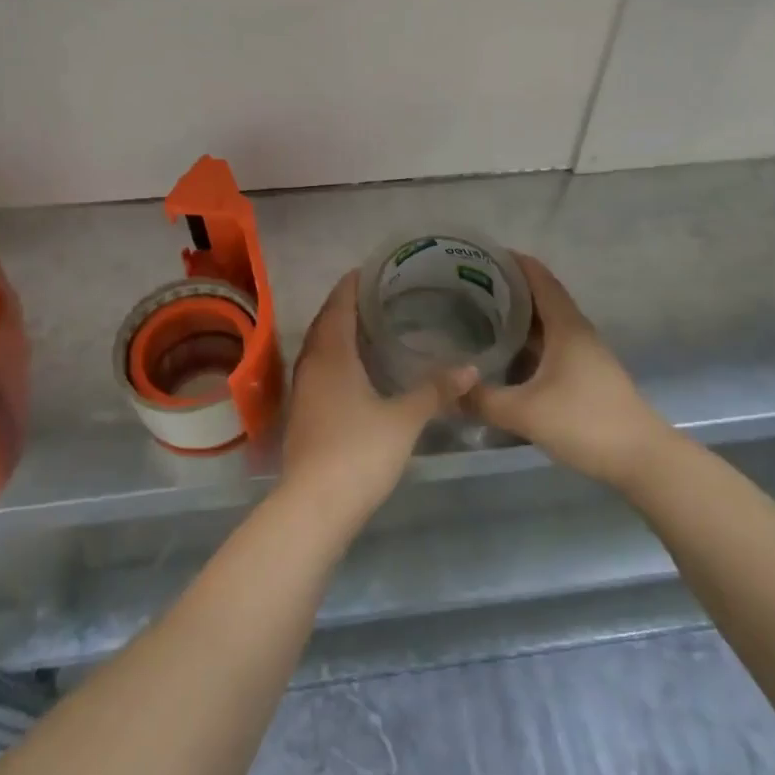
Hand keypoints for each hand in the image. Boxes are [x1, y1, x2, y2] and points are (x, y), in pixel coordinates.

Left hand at [279, 271, 476, 531]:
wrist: (315, 505)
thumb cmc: (359, 452)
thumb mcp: (404, 419)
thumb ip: (435, 391)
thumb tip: (470, 369)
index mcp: (332, 355)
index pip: (339, 306)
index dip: (352, 285)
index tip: (372, 269)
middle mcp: (312, 365)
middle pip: (326, 323)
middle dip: (346, 305)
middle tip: (377, 293)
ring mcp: (303, 391)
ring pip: (319, 348)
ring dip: (338, 331)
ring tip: (368, 325)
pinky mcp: (304, 414)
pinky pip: (319, 369)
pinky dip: (335, 357)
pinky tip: (356, 369)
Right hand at [469, 255, 669, 488]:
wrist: (642, 460)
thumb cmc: (585, 422)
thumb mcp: (525, 412)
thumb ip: (481, 399)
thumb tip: (446, 389)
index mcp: (566, 326)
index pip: (539, 278)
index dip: (512, 262)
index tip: (479, 253)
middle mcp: (575, 332)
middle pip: (539, 297)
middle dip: (506, 288)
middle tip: (465, 286)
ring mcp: (582, 355)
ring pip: (544, 324)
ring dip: (515, 317)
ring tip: (476, 315)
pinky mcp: (584, 376)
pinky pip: (548, 346)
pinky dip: (525, 342)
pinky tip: (502, 355)